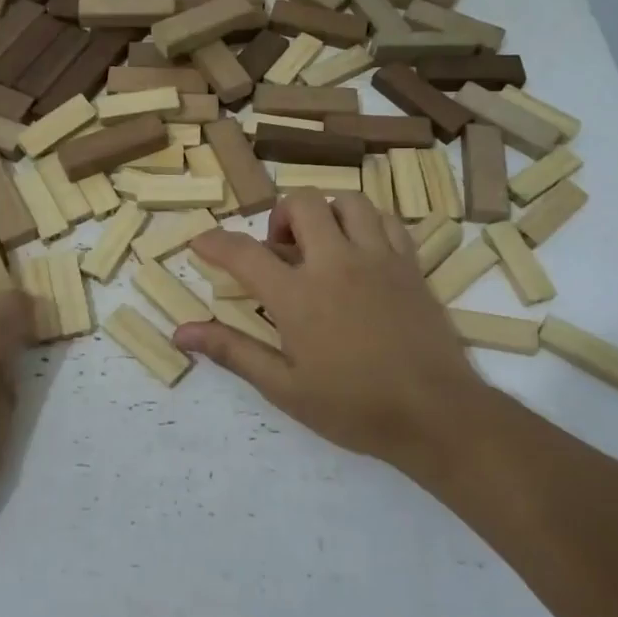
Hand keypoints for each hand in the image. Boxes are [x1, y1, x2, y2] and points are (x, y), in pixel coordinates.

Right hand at [174, 191, 490, 481]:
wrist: (435, 415)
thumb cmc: (354, 408)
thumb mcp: (285, 388)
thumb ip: (233, 351)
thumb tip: (182, 332)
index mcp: (299, 296)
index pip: (244, 253)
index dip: (215, 242)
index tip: (202, 243)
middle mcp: (336, 263)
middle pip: (302, 204)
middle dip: (279, 217)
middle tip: (279, 251)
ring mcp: (378, 258)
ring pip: (348, 201)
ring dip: (325, 213)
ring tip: (320, 245)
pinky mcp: (410, 264)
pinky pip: (387, 220)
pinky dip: (366, 223)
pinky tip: (360, 251)